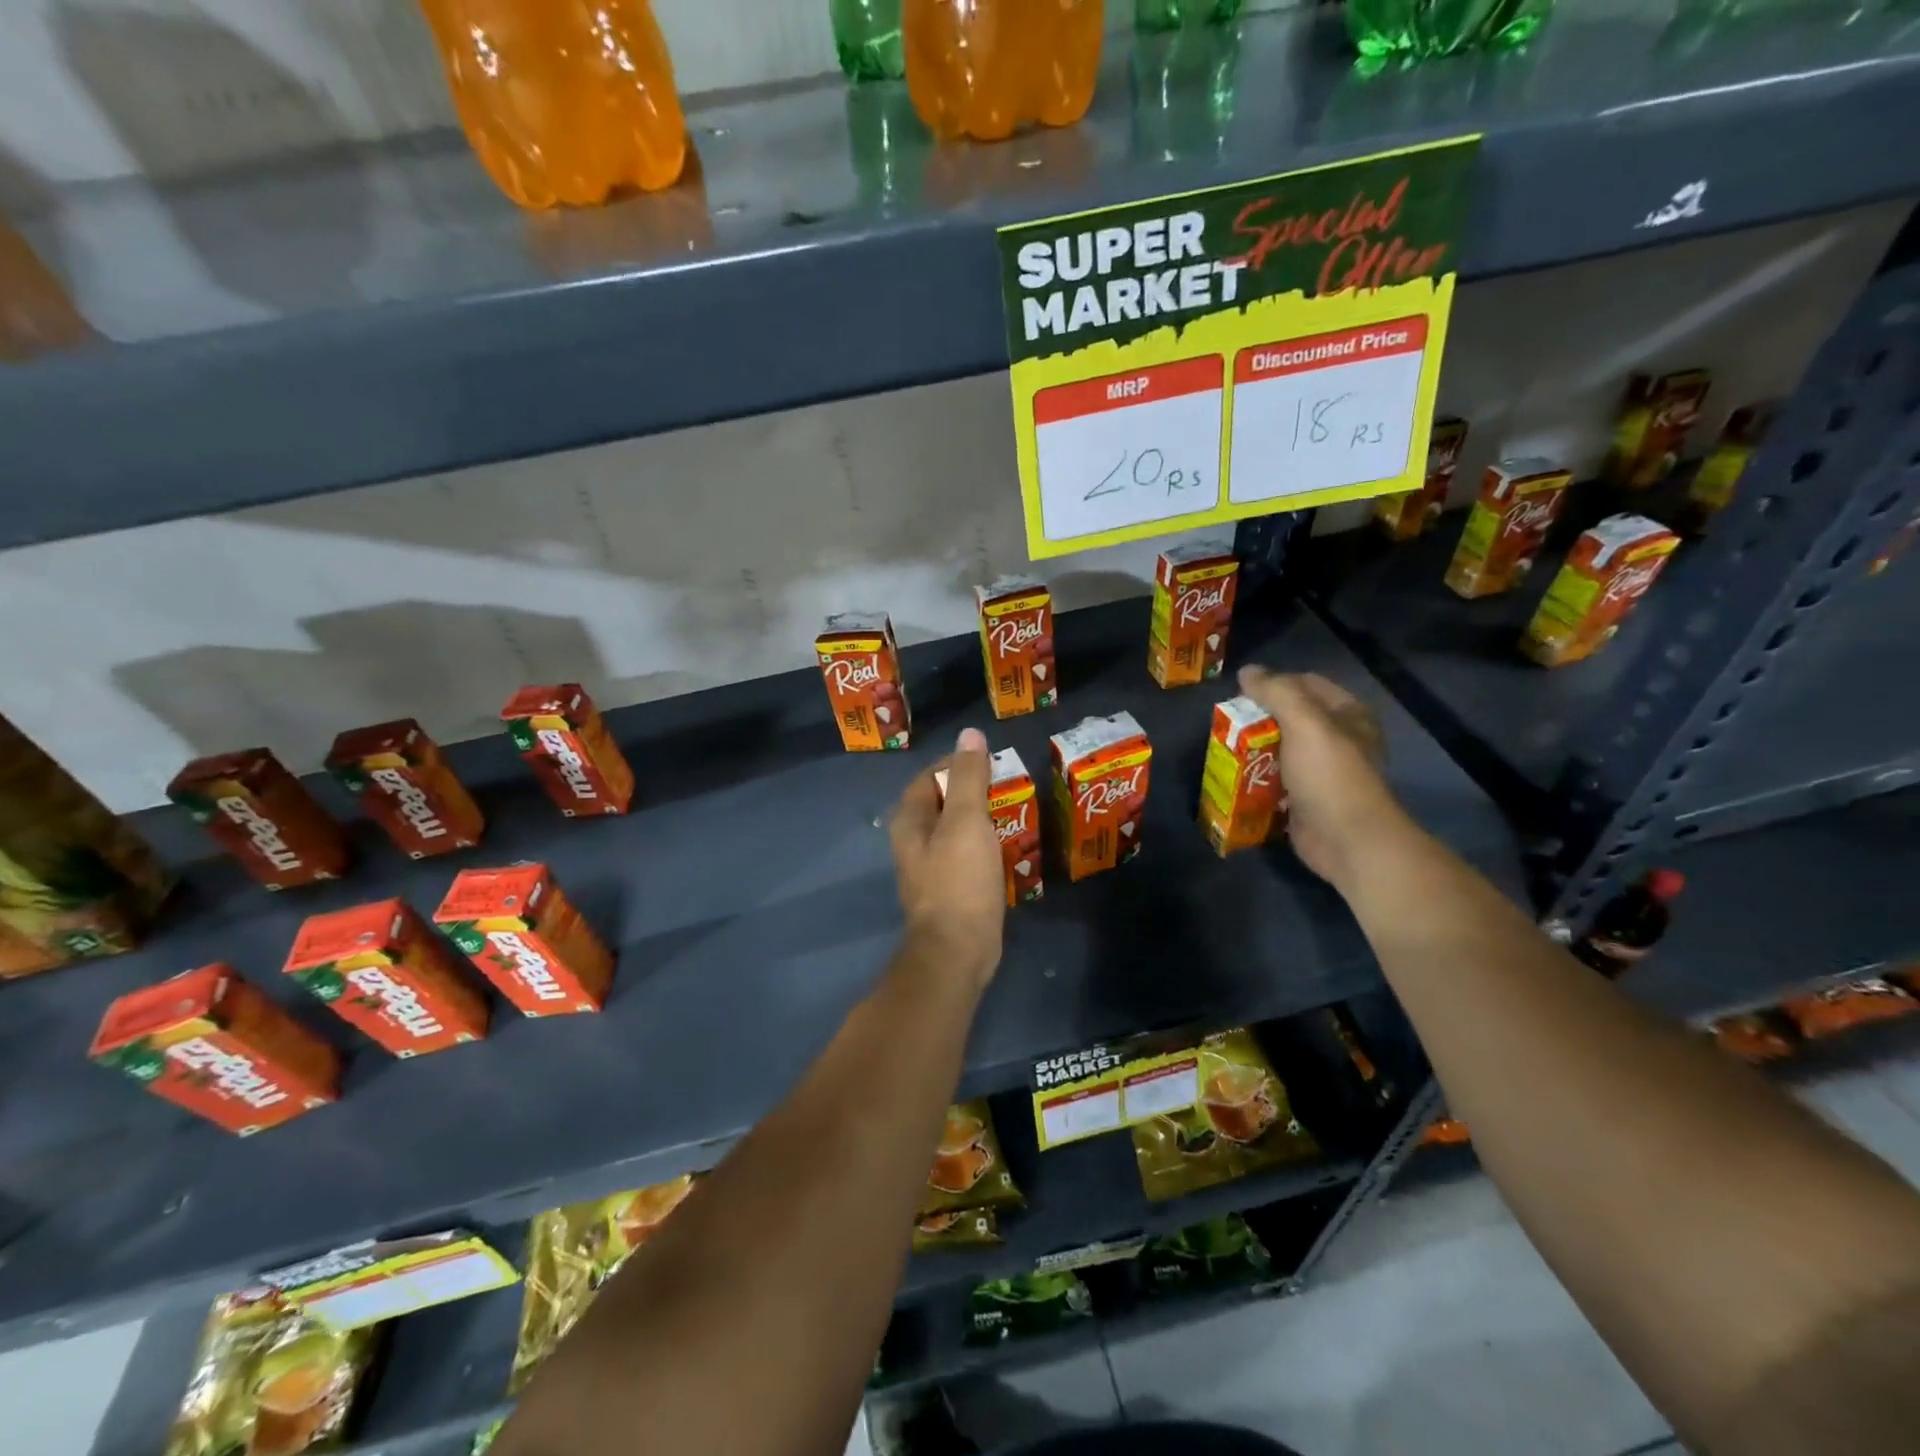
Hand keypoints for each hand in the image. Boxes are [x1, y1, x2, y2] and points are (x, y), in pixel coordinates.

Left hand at [888, 728, 1006, 991]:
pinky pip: (968, 856)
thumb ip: (969, 776)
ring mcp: (931, 868)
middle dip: (974, 791)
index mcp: (910, 820)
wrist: (958, 950)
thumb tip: (970, 734)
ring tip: (1014, 812)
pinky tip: (1009, 847)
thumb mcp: (967, 821)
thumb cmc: (959, 880)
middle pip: (944, 803)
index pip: (930, 776)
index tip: (992, 762)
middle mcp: (914, 841)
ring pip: (957, 830)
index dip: (958, 763)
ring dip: (982, 819)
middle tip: (1009, 786)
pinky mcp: (950, 890)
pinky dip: (986, 846)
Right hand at [1237, 666, 1409, 888]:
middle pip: (1289, 718)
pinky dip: (1255, 780)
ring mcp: (1320, 772)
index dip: (1274, 684)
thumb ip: (1276, 692)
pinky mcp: (1304, 799)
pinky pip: (1274, 781)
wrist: (1346, 840)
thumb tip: (1247, 671)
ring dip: (1252, 752)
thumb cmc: (1329, 775)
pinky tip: (1234, 778)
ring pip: (1278, 750)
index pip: (1305, 684)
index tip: (1241, 695)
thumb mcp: (1304, 723)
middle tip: (1227, 725)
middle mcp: (1337, 740)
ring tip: (1224, 751)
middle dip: (1257, 721)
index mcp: (1347, 714)